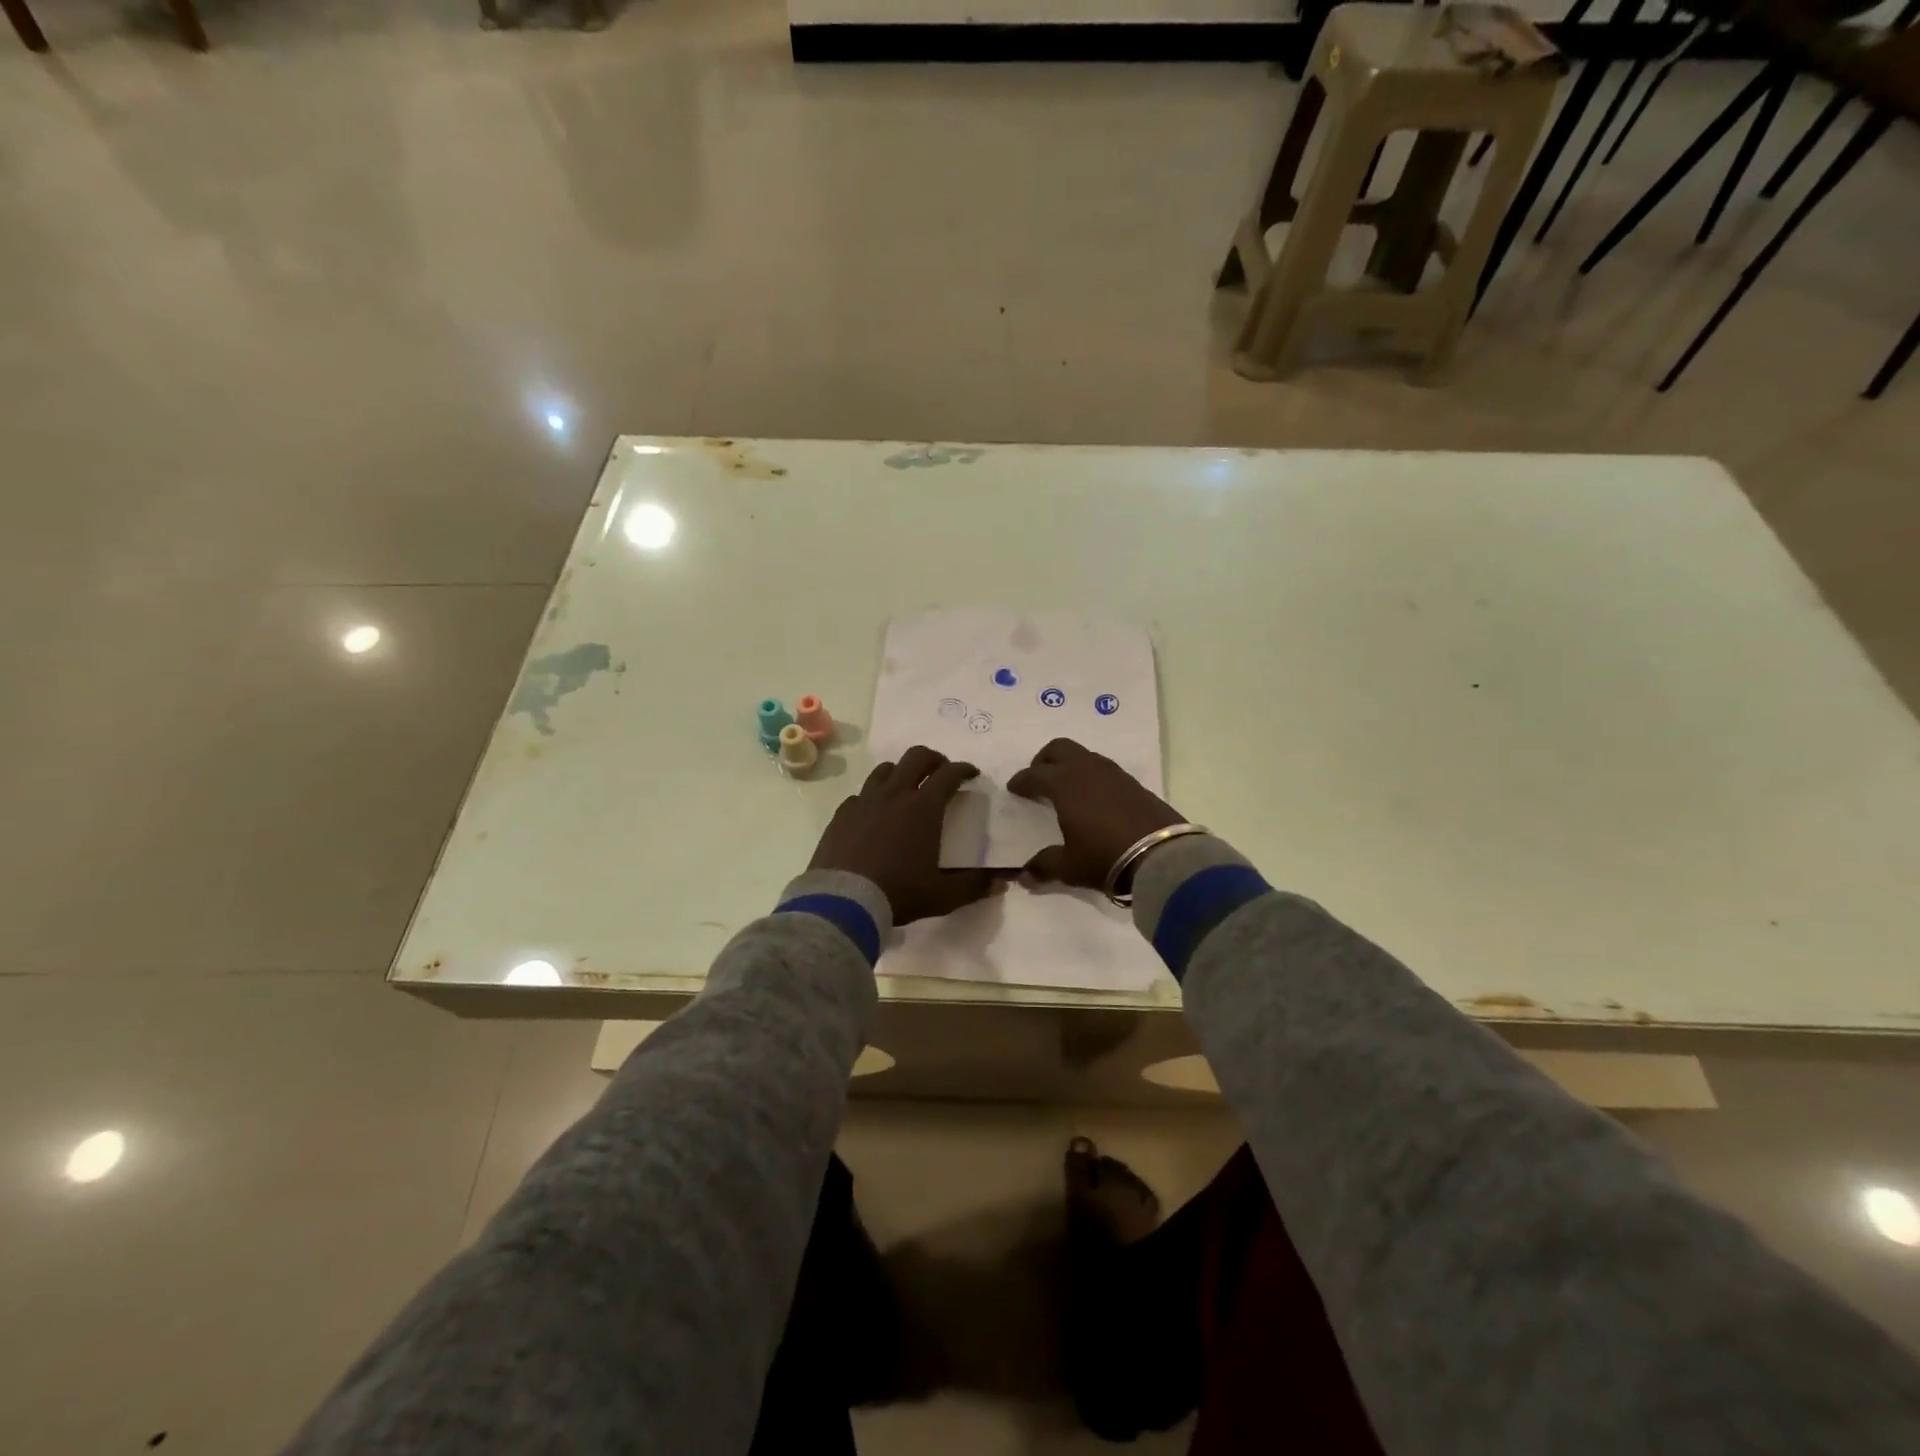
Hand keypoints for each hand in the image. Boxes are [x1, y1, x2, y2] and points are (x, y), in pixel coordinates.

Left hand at [809, 746, 995, 923]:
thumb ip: (974, 886)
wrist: (843, 901)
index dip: (964, 769)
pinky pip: (861, 794)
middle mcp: (895, 794)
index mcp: (924, 807)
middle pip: (916, 757)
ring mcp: (865, 800)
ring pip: (885, 769)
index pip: (949, 773)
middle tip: (941, 771)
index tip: (972, 774)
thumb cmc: (898, 893)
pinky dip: (874, 796)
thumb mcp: (943, 895)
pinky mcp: (842, 813)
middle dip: (934, 759)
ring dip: (901, 772)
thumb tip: (1003, 882)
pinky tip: (875, 813)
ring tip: (907, 787)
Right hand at [1007, 738, 1183, 888]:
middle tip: (1038, 777)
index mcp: (1065, 784)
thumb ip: (1044, 866)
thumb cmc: (1105, 856)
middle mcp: (1087, 770)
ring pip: (1084, 755)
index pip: (1035, 774)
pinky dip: (1091, 775)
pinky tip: (1094, 797)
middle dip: (1044, 760)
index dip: (1022, 780)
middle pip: (1059, 748)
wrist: (1162, 856)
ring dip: (1070, 765)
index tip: (1014, 788)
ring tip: (1066, 787)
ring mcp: (1114, 774)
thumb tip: (1024, 877)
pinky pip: (1104, 769)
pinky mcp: (1134, 783)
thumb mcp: (1070, 866)